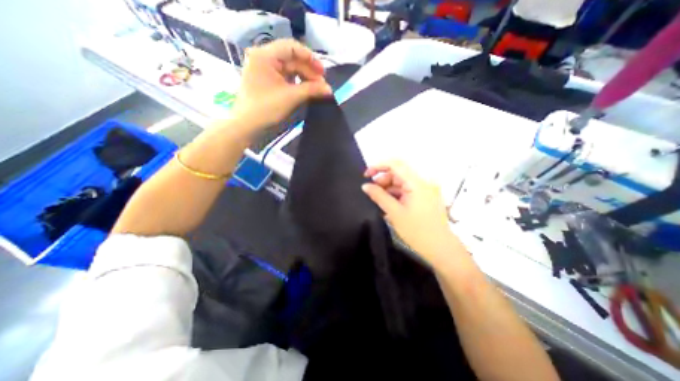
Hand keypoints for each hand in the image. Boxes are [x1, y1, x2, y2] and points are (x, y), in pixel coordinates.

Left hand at [230, 37, 334, 134]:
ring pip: (289, 69)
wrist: (247, 126)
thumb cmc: (266, 108)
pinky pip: (284, 77)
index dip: (310, 58)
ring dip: (304, 78)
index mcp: (265, 55)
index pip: (292, 47)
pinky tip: (305, 90)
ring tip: (316, 89)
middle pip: (291, 59)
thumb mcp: (291, 97)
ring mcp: (264, 70)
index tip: (323, 72)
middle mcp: (263, 58)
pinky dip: (296, 83)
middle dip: (308, 71)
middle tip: (322, 85)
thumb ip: (312, 90)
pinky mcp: (266, 81)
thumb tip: (329, 89)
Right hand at [364, 161, 465, 266]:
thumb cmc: (417, 231)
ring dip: (388, 188)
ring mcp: (425, 189)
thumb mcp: (394, 213)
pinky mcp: (425, 196)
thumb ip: (379, 196)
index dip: (378, 166)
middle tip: (371, 192)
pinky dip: (396, 194)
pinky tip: (389, 205)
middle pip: (398, 173)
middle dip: (382, 180)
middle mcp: (423, 182)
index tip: (366, 175)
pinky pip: (407, 190)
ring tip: (379, 201)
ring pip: (401, 182)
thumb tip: (365, 186)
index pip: (395, 164)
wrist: (440, 248)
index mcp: (417, 183)